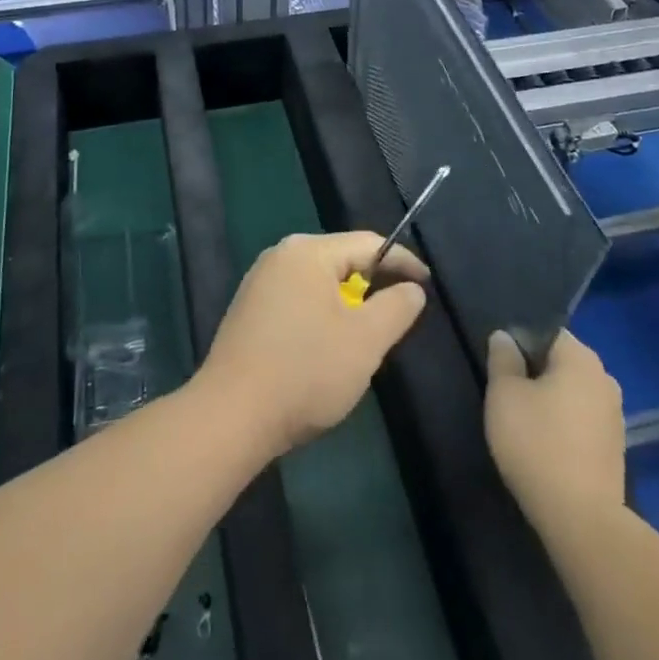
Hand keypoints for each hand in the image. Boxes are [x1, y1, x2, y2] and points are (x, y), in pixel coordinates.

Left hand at [195, 232, 427, 457]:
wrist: (231, 415)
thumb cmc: (305, 371)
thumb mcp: (366, 341)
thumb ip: (396, 307)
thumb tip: (412, 288)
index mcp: (308, 251)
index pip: (368, 244)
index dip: (403, 262)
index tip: (427, 285)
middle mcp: (280, 255)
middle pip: (341, 260)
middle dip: (371, 286)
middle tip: (395, 319)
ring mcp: (259, 281)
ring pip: (318, 283)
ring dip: (345, 306)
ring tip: (362, 340)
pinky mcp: (248, 309)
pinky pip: (297, 300)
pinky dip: (319, 317)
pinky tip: (322, 351)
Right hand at [485, 329, 625, 534]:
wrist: (583, 521)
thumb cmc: (537, 443)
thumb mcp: (504, 394)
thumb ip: (502, 358)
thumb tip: (505, 338)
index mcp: (581, 357)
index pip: (546, 332)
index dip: (520, 344)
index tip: (502, 366)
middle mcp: (605, 378)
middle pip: (561, 363)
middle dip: (536, 374)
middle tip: (508, 395)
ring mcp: (615, 416)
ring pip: (572, 394)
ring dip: (551, 402)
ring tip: (524, 423)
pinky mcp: (616, 450)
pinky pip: (582, 422)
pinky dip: (565, 427)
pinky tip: (545, 447)